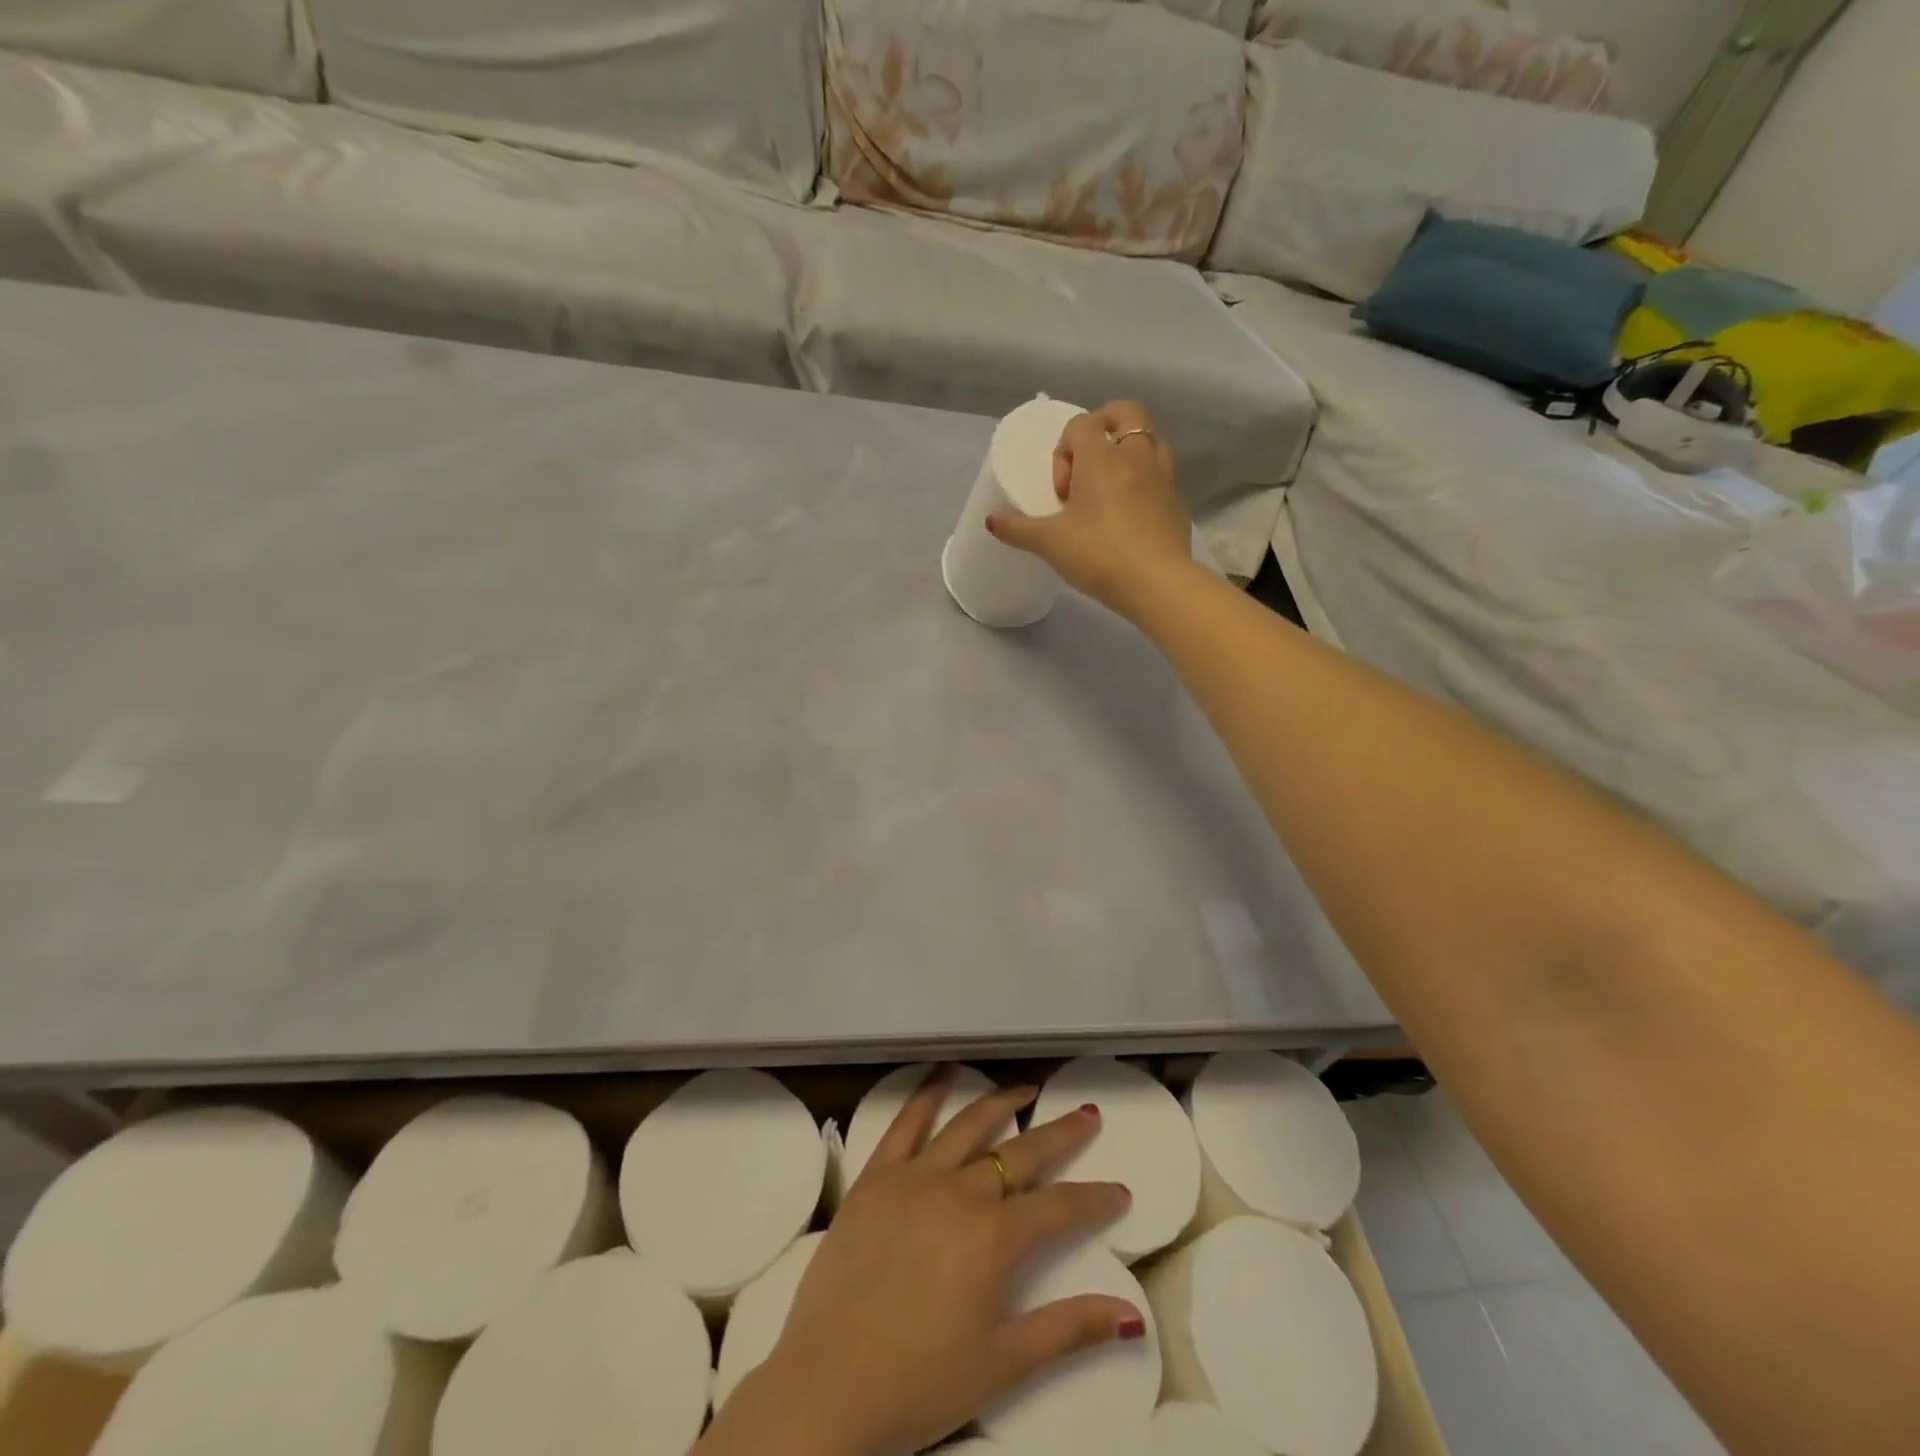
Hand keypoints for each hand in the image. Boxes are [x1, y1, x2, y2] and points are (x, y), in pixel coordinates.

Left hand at [701, 1070, 1139, 1455]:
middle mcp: (960, 1192)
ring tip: (1026, 1086)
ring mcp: (914, 1178)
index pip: (1059, 1208)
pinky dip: (927, 1094)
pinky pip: (904, 1124)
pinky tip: (943, 1072)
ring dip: (1001, 1102)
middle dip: (1059, 1134)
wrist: (828, 1384)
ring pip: (967, 1126)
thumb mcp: (1003, 1365)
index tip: (1120, 1191)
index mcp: (994, 1239)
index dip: (1094, 1199)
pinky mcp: (876, 1177)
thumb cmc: (919, 1382)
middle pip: (1020, 1153)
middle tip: (1086, 1114)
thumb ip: (1068, 1330)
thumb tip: (1131, 1315)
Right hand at [986, 400, 1194, 622]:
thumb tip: (991, 520)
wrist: (1156, 583)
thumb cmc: (1098, 555)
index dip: (1064, 449)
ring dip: (1130, 452)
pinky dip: (1146, 484)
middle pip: (1126, 413)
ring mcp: (1163, 478)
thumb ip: (1018, 529)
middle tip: (1089, 462)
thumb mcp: (1049, 544)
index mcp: (1102, 458)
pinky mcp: (1177, 503)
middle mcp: (1136, 457)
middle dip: (1105, 426)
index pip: (1081, 424)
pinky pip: (1162, 478)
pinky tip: (1131, 516)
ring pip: (1151, 441)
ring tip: (1112, 487)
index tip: (1062, 491)